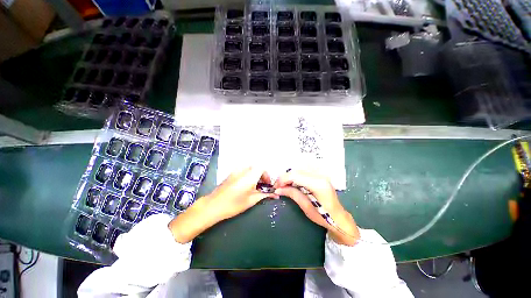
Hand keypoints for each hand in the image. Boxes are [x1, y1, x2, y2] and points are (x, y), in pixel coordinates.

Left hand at [169, 167, 276, 242]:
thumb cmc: (234, 204)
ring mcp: (236, 170)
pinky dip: (249, 175)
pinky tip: (246, 185)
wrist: (213, 205)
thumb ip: (264, 195)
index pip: (263, 168)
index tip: (267, 185)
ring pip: (250, 168)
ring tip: (254, 187)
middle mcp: (244, 169)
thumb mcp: (251, 200)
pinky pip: (244, 170)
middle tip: (262, 187)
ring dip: (255, 175)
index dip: (267, 176)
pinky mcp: (231, 173)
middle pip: (257, 167)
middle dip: (262, 176)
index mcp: (250, 175)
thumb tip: (275, 195)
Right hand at [274, 170, 359, 245]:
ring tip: (284, 185)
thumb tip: (278, 189)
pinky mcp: (319, 176)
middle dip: (285, 178)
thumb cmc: (324, 216)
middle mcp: (319, 175)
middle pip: (296, 171)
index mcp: (318, 184)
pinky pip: (303, 173)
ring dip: (289, 177)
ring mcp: (320, 174)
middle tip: (278, 187)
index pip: (296, 175)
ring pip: (299, 170)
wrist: (339, 217)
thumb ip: (292, 194)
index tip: (276, 187)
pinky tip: (292, 183)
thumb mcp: (306, 207)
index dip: (283, 179)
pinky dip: (295, 177)